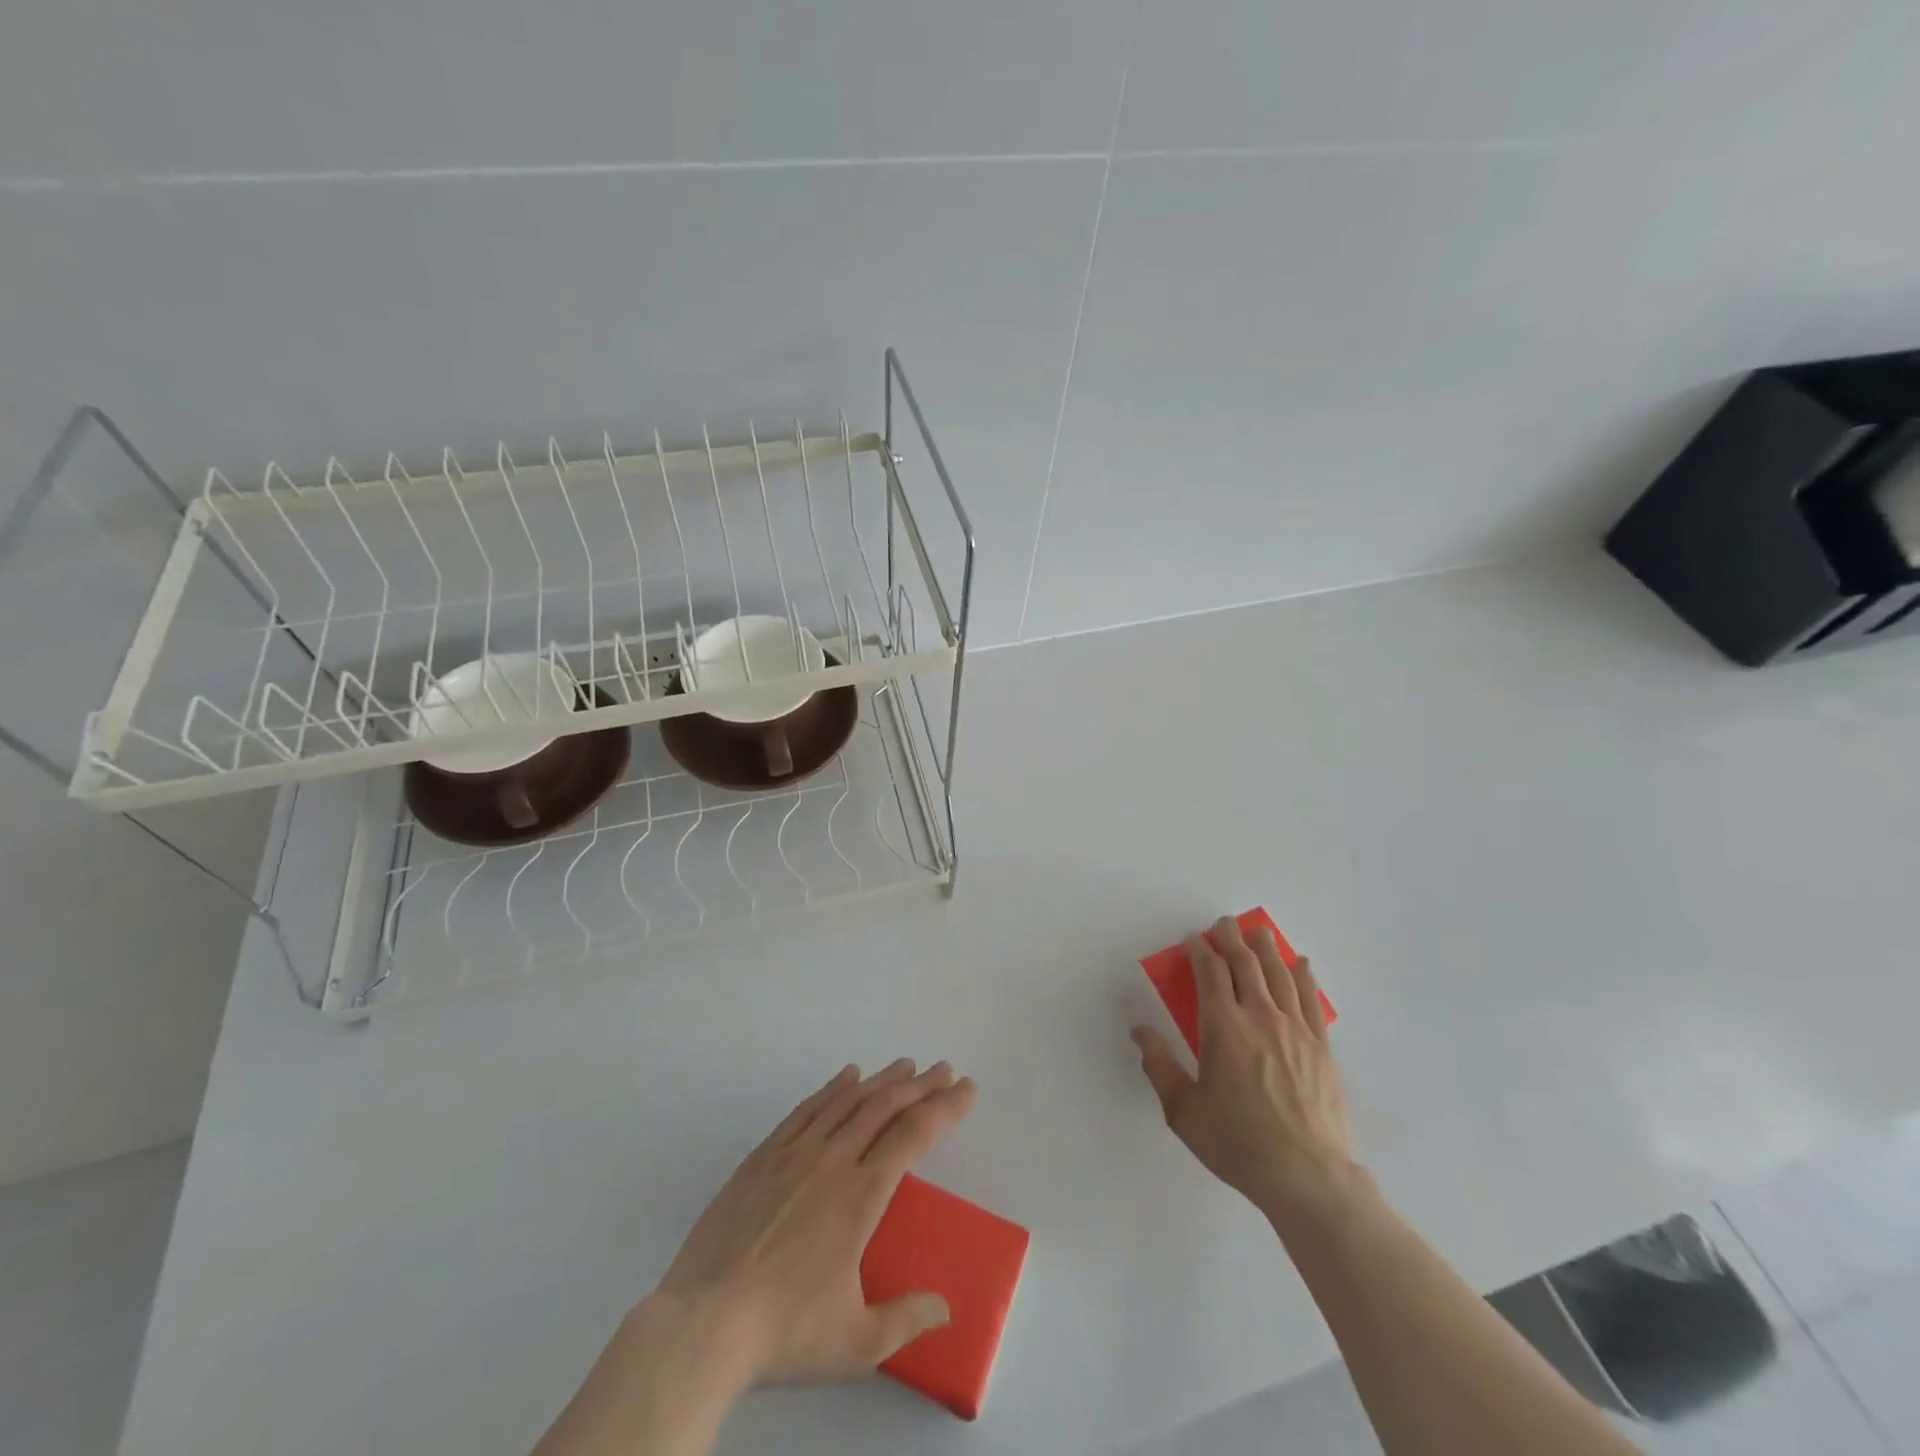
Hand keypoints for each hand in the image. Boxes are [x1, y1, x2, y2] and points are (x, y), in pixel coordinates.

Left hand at [648, 1059, 978, 1385]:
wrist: (704, 1321)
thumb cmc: (784, 1330)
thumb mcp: (855, 1342)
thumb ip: (904, 1320)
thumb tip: (945, 1308)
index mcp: (860, 1196)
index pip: (914, 1137)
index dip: (945, 1109)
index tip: (967, 1089)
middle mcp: (833, 1161)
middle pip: (885, 1108)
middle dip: (921, 1085)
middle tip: (944, 1069)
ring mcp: (795, 1153)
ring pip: (848, 1101)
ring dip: (882, 1080)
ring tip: (905, 1066)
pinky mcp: (764, 1156)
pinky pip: (807, 1109)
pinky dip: (832, 1088)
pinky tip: (846, 1076)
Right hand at [1132, 916, 1356, 1227]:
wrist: (1306, 1176)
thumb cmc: (1237, 1142)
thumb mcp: (1183, 1110)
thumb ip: (1159, 1065)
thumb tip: (1139, 1031)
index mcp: (1224, 1028)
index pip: (1210, 974)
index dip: (1200, 951)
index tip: (1193, 939)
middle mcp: (1260, 1018)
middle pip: (1246, 965)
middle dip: (1231, 939)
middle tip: (1224, 924)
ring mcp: (1296, 1031)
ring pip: (1279, 975)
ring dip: (1266, 949)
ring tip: (1259, 932)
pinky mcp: (1322, 1048)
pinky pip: (1311, 1000)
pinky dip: (1304, 976)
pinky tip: (1301, 964)